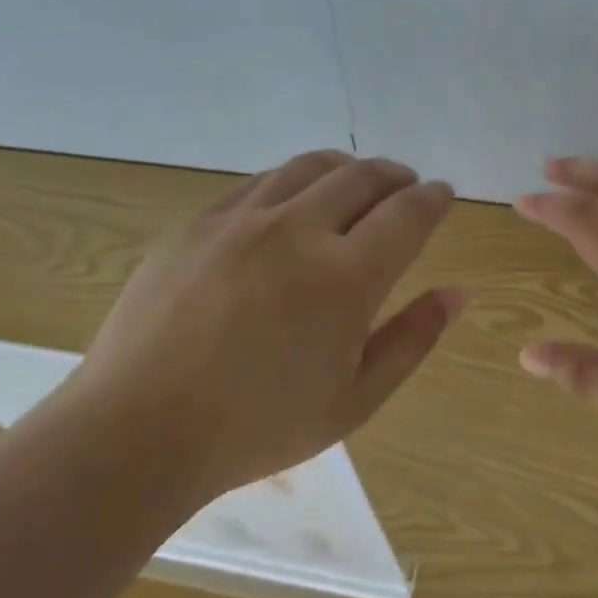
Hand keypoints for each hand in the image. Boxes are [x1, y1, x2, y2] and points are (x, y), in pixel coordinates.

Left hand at [68, 150, 463, 499]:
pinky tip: (294, 202)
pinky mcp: (199, 222)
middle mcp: (298, 231)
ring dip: (348, 169)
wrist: (138, 430)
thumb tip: (458, 292)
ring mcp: (242, 220)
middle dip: (397, 175)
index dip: (434, 199)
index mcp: (346, 277)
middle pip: (363, 177)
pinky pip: (260, 182)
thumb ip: (413, 338)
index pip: (408, 214)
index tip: (443, 195)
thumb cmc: (259, 426)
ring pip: (311, 167)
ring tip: (357, 183)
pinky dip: (294, 181)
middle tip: (407, 185)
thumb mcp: (356, 399)